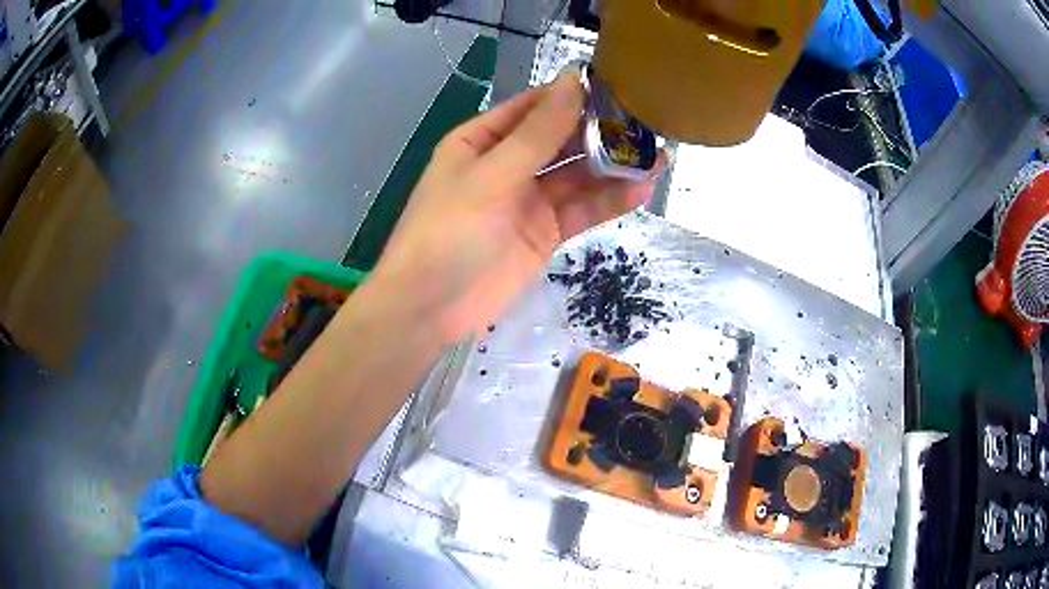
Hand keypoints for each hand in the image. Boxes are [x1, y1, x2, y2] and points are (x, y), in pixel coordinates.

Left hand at [372, 73, 665, 343]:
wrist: (430, 307)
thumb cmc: (448, 231)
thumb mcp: (492, 175)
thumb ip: (537, 133)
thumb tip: (573, 82)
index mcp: (482, 140)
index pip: (533, 107)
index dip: (571, 96)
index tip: (617, 86)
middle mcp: (507, 164)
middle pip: (561, 139)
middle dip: (600, 131)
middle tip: (648, 123)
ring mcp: (528, 199)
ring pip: (577, 175)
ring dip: (613, 166)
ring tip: (659, 156)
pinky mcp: (545, 232)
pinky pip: (580, 210)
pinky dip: (608, 200)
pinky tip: (641, 190)